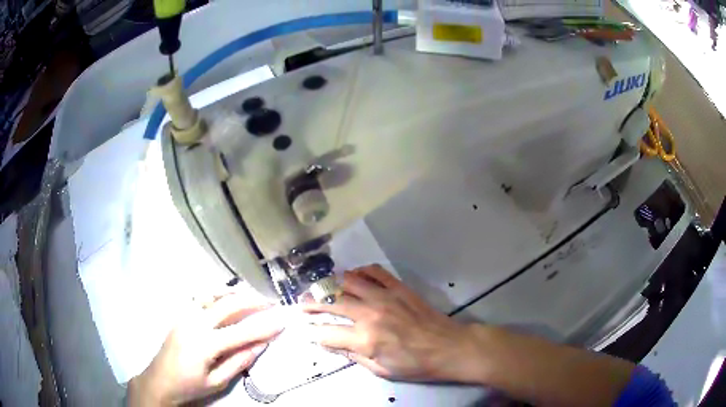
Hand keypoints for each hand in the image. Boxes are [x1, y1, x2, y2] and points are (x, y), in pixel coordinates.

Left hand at [128, 292, 283, 405]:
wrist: (159, 380)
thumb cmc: (190, 386)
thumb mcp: (218, 381)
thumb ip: (239, 361)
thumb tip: (260, 345)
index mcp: (205, 343)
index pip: (242, 332)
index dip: (264, 327)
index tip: (282, 321)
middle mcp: (195, 323)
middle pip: (228, 304)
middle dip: (252, 301)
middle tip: (271, 302)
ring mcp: (185, 315)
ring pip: (214, 296)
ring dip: (235, 294)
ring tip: (253, 296)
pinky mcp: (180, 314)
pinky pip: (202, 299)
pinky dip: (219, 295)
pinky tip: (227, 298)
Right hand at [302, 265, 481, 382]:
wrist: (448, 347)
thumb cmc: (415, 365)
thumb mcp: (380, 369)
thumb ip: (352, 355)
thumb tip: (329, 344)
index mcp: (365, 339)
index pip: (326, 333)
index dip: (313, 333)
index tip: (306, 331)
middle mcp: (370, 314)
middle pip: (331, 304)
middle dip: (311, 304)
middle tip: (301, 305)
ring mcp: (384, 297)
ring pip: (348, 283)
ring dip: (330, 286)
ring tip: (321, 289)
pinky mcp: (398, 288)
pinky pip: (374, 272)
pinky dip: (360, 271)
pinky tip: (352, 276)